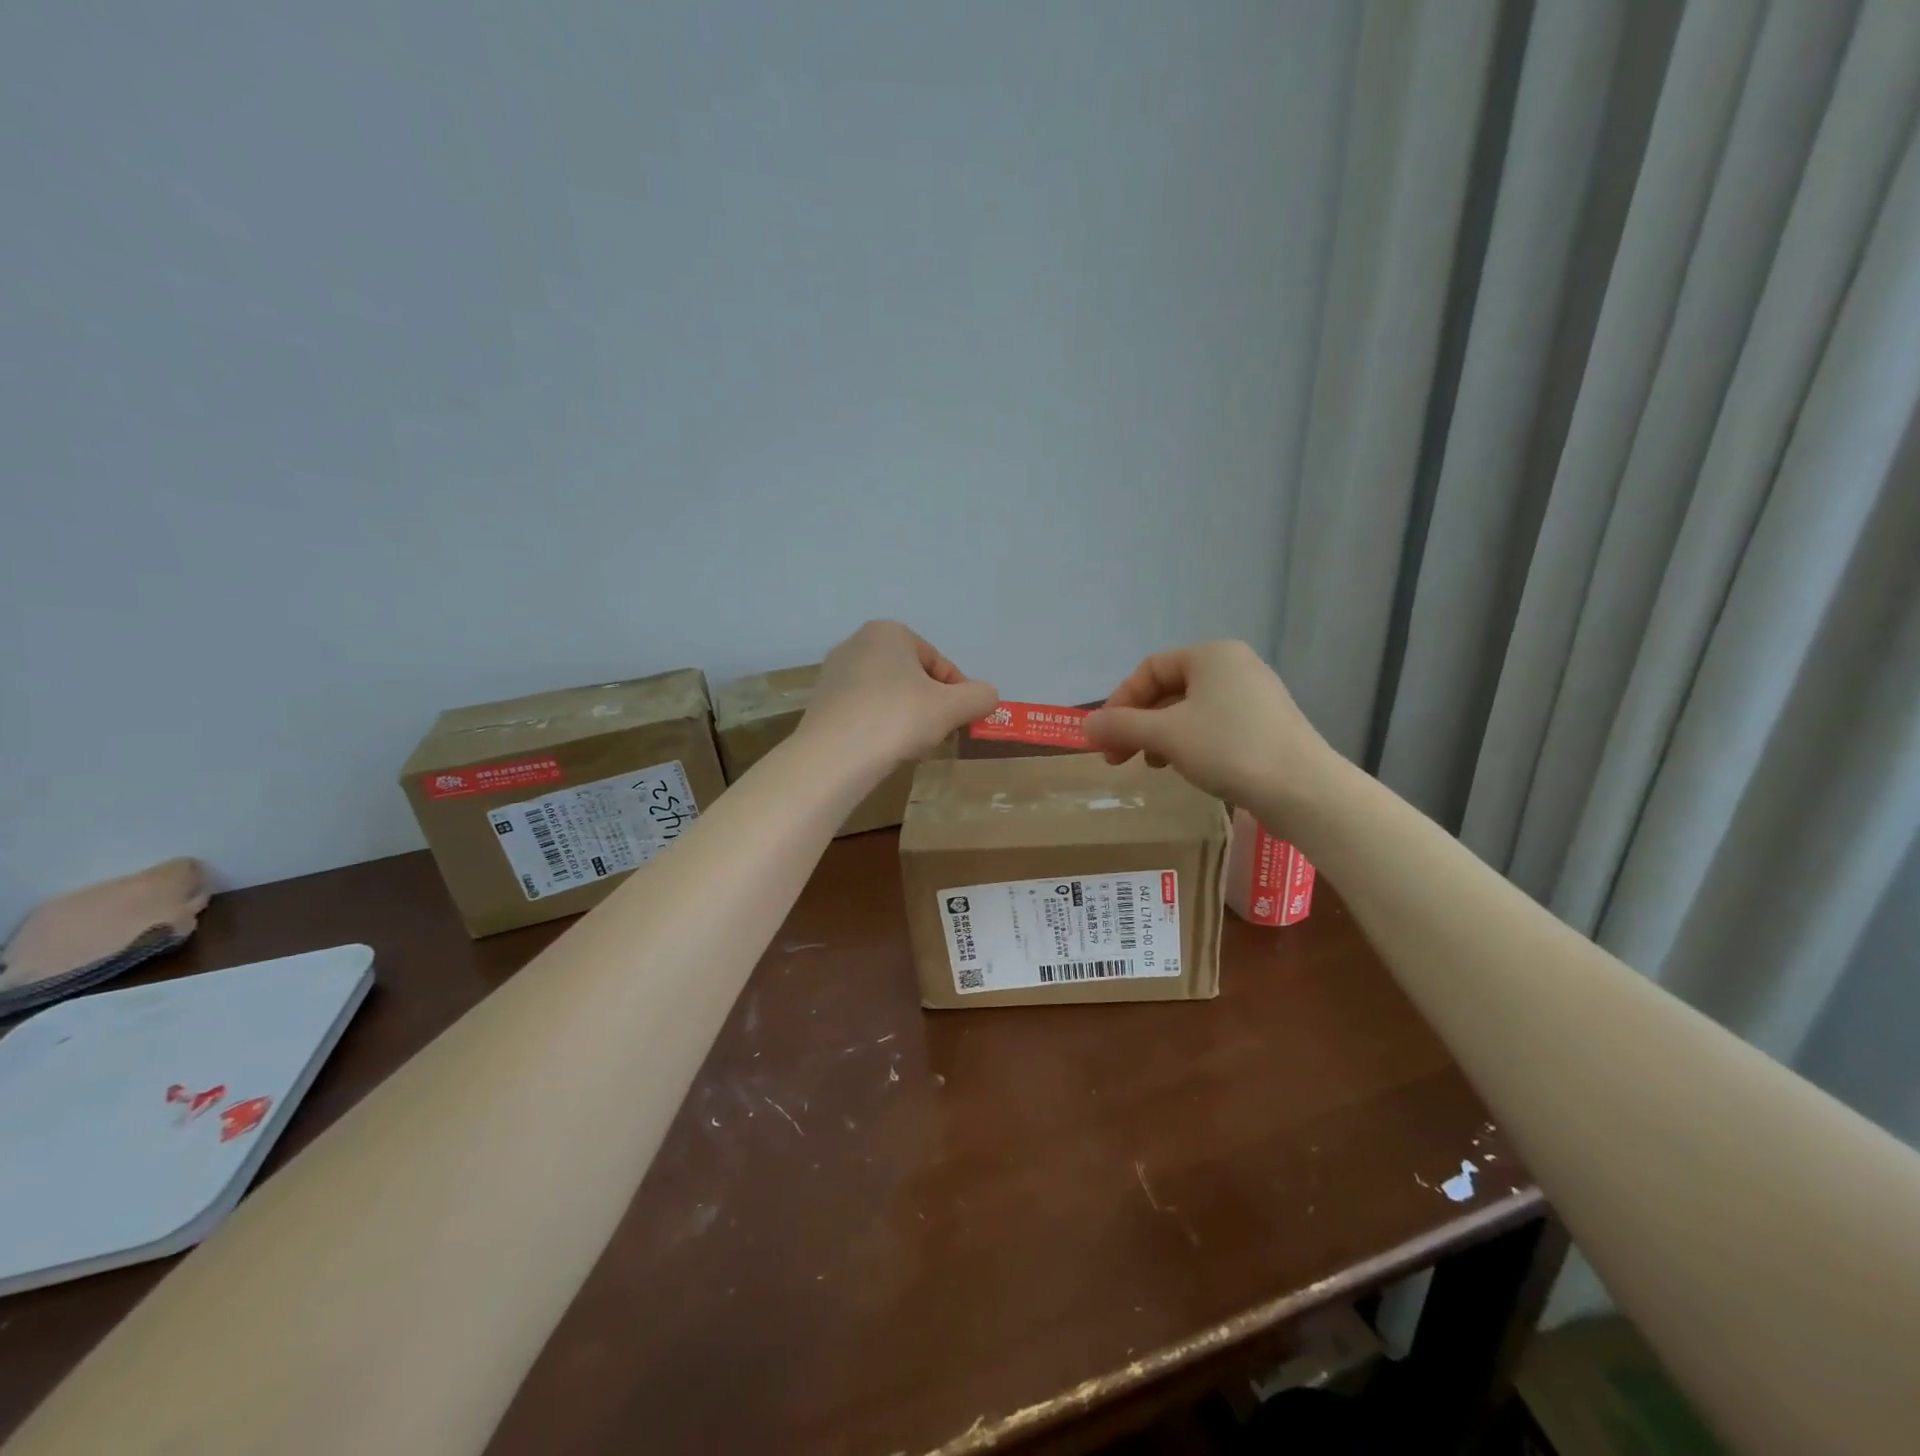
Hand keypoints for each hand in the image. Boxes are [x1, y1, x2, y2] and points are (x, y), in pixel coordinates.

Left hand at [801, 620, 998, 764]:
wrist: (833, 757)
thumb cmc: (897, 719)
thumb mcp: (953, 707)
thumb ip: (980, 696)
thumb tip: (988, 696)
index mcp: (889, 632)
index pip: (938, 663)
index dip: (958, 694)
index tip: (963, 721)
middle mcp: (856, 643)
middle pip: (911, 677)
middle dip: (930, 705)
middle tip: (938, 734)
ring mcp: (834, 674)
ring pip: (887, 695)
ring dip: (906, 717)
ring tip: (911, 746)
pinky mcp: (820, 703)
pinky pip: (863, 711)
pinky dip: (879, 727)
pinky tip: (883, 750)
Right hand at [1082, 640, 1331, 811]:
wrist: (1304, 790)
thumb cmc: (1229, 749)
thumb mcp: (1166, 736)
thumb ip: (1121, 727)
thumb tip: (1084, 727)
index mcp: (1212, 655)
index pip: (1149, 669)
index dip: (1120, 701)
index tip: (1104, 736)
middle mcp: (1235, 666)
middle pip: (1169, 689)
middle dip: (1138, 724)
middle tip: (1117, 757)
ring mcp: (1255, 696)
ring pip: (1190, 711)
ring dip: (1160, 736)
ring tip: (1151, 765)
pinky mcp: (1266, 725)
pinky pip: (1214, 726)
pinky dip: (1189, 743)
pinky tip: (1185, 768)